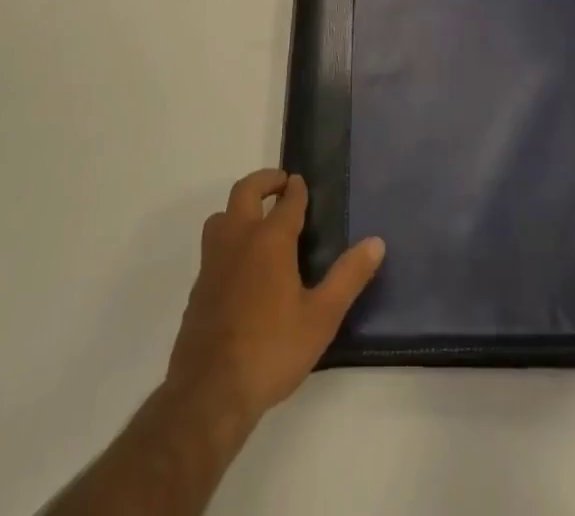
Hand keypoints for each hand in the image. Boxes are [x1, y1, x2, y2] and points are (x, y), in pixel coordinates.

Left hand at [166, 169, 385, 434]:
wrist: (209, 392)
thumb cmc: (272, 350)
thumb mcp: (321, 317)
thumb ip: (348, 277)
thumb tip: (376, 243)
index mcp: (270, 240)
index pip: (287, 201)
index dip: (297, 189)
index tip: (302, 183)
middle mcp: (238, 239)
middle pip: (245, 191)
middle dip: (265, 181)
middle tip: (281, 184)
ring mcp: (213, 261)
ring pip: (222, 215)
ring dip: (240, 208)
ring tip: (258, 219)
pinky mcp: (198, 286)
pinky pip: (212, 246)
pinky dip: (227, 238)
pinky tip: (240, 265)